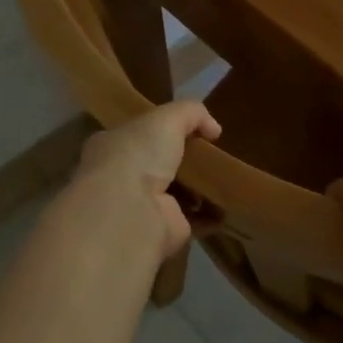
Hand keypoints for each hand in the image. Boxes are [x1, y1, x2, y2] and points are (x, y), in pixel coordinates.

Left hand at [71, 101, 221, 257]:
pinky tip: (229, 204)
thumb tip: (213, 128)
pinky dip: (211, 214)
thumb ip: (191, 113)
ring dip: (199, 189)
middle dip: (184, 161)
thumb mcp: (167, 117)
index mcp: (112, 146)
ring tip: (226, 177)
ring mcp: (144, 205)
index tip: (191, 130)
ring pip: (177, 192)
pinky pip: (194, 219)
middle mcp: (123, 176)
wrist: (131, 209)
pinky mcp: (165, 229)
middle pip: (159, 164)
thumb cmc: (139, 154)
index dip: (161, 131)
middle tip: (212, 154)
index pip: (138, 135)